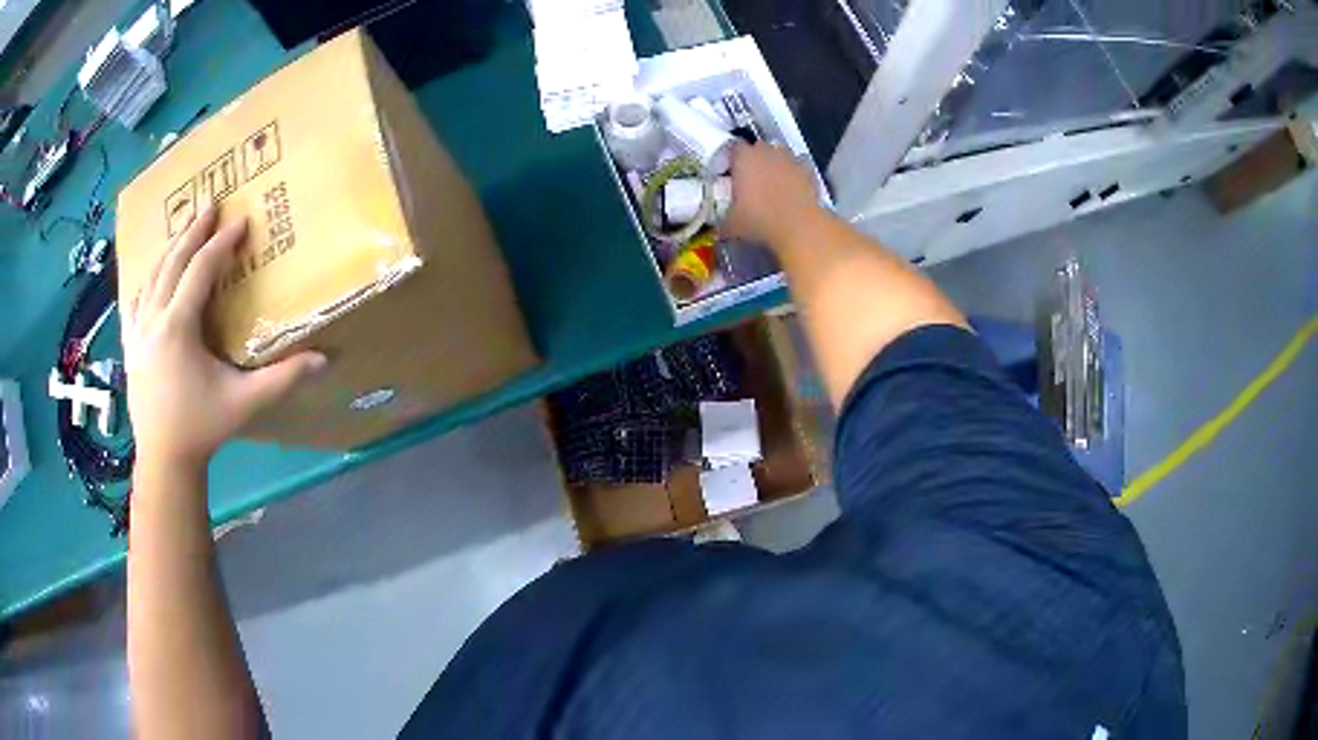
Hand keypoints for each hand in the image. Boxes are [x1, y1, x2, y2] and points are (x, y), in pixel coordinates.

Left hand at [122, 205, 324, 471]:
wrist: (163, 459)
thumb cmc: (202, 427)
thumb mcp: (244, 402)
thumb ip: (281, 379)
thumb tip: (323, 359)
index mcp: (178, 326)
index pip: (200, 270)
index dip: (221, 243)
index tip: (240, 220)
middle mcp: (154, 319)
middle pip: (172, 262)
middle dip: (193, 231)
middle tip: (209, 204)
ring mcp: (138, 331)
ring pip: (152, 276)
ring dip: (170, 249)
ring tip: (184, 230)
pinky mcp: (131, 345)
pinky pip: (137, 300)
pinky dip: (148, 279)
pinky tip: (153, 275)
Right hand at [724, 142, 821, 246]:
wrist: (798, 226)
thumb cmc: (760, 219)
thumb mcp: (732, 225)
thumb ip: (723, 223)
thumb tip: (720, 231)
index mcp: (744, 157)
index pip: (733, 147)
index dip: (732, 159)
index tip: (731, 172)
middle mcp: (767, 151)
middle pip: (758, 148)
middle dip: (755, 160)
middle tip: (751, 180)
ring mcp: (790, 159)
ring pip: (780, 154)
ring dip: (775, 164)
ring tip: (773, 184)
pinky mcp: (808, 170)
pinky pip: (798, 166)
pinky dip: (795, 174)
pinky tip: (793, 189)